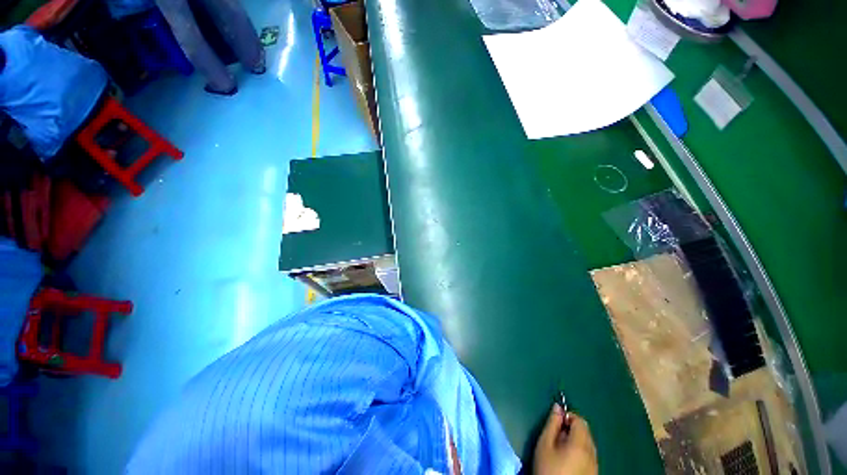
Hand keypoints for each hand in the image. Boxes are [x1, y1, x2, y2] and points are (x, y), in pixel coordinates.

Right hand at [533, 404, 597, 474]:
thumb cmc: (548, 468)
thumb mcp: (544, 444)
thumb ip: (552, 423)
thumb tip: (557, 407)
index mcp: (581, 444)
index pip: (579, 420)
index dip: (567, 417)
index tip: (555, 423)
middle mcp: (592, 453)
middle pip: (585, 432)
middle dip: (571, 429)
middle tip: (556, 436)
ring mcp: (595, 465)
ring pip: (588, 444)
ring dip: (576, 441)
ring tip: (560, 449)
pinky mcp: (594, 474)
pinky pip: (589, 456)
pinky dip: (580, 453)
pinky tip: (568, 461)